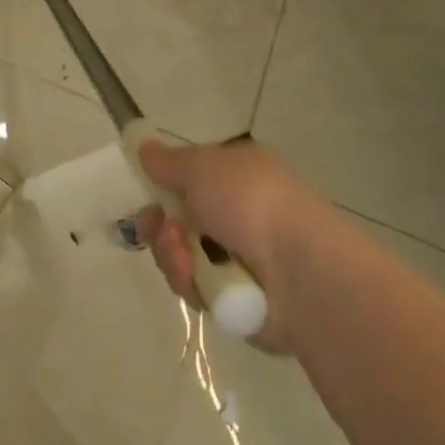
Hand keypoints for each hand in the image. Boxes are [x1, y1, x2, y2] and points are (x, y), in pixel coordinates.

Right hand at [137, 138, 318, 355]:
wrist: (300, 273)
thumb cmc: (250, 202)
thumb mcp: (200, 167)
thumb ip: (167, 161)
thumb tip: (144, 147)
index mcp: (238, 174)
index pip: (191, 177)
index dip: (165, 184)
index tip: (145, 191)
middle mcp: (240, 213)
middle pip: (179, 218)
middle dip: (161, 224)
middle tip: (160, 228)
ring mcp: (240, 257)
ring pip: (181, 253)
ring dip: (172, 253)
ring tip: (185, 257)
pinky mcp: (237, 297)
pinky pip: (195, 287)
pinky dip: (190, 282)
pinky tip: (198, 280)